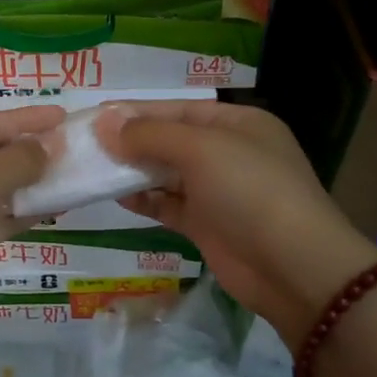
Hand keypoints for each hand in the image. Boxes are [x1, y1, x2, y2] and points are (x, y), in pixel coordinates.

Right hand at [97, 100, 376, 342]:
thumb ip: (150, 135)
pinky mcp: (208, 225)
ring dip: (133, 171)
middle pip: (170, 140)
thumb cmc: (250, 191)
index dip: (135, 111)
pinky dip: (145, 200)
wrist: (292, 267)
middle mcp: (228, 153)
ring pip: (166, 173)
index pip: (177, 109)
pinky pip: (169, 205)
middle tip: (84, 144)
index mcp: (237, 123)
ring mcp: (218, 191)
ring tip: (92, 169)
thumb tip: (104, 123)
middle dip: (130, 141)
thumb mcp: (201, 150)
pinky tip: (116, 196)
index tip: (94, 116)